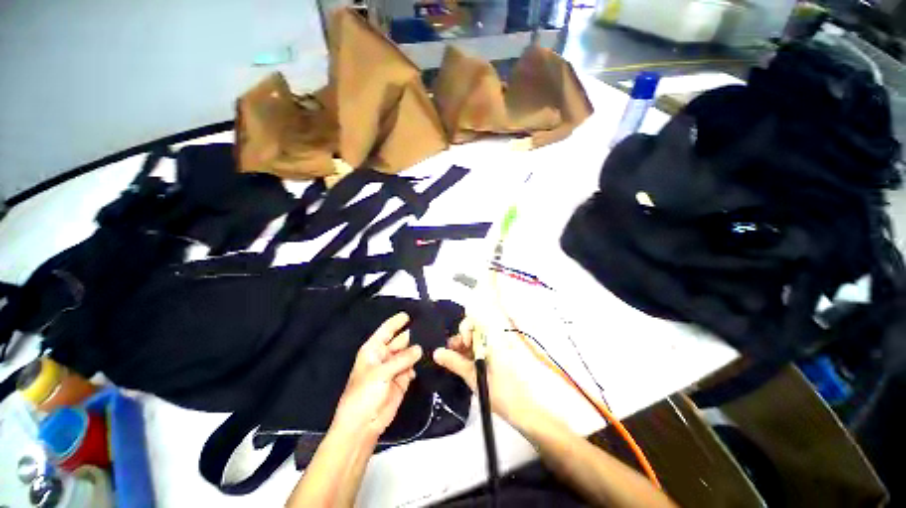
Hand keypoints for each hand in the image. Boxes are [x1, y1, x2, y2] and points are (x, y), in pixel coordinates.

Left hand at [332, 313, 422, 440]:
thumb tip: (419, 348)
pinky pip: (413, 367)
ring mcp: (394, 368)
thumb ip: (402, 359)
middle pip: (400, 341)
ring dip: (418, 349)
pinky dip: (419, 363)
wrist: (362, 425)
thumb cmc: (364, 394)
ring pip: (408, 354)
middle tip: (429, 328)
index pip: (386, 331)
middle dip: (412, 335)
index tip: (408, 315)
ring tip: (433, 340)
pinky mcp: (402, 380)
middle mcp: (384, 356)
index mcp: (373, 350)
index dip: (396, 322)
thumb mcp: (380, 373)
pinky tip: (428, 359)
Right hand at [433, 317, 539, 425]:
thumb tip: (437, 352)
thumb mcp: (474, 377)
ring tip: (459, 365)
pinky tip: (467, 368)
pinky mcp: (499, 357)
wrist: (527, 411)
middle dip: (461, 341)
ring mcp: (498, 347)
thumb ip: (455, 362)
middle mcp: (496, 338)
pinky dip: (472, 356)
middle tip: (454, 357)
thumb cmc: (502, 393)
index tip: (462, 346)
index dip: (464, 330)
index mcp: (493, 338)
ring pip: (476, 341)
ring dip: (465, 349)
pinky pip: (481, 349)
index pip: (474, 320)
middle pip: (474, 330)